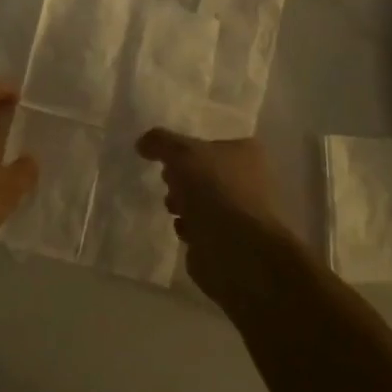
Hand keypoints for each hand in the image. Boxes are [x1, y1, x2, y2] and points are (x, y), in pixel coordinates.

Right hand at [136, 129, 315, 305]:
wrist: (236, 251)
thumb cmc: (215, 190)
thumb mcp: (182, 153)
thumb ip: (160, 141)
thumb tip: (143, 142)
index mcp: (246, 152)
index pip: (212, 140)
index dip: (187, 144)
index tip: (166, 154)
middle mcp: (248, 178)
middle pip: (204, 171)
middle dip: (181, 177)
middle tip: (168, 180)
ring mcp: (239, 211)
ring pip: (201, 199)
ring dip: (182, 203)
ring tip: (173, 207)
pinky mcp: (228, 239)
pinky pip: (201, 226)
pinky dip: (188, 226)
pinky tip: (182, 228)